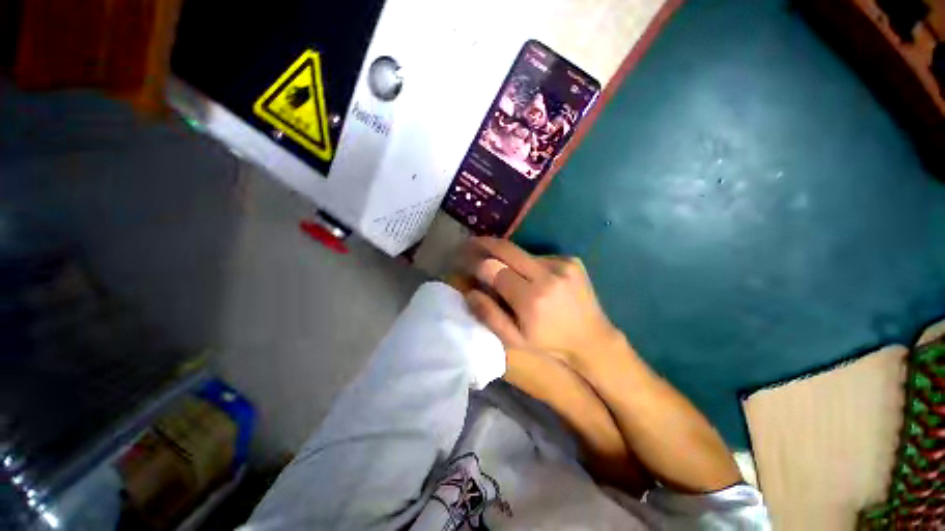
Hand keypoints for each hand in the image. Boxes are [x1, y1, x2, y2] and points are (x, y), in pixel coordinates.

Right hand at [464, 237, 625, 373]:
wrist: (593, 339)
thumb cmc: (550, 343)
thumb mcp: (515, 340)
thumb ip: (489, 316)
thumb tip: (470, 292)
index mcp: (531, 300)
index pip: (494, 270)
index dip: (476, 263)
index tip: (463, 260)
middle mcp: (547, 276)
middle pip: (507, 249)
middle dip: (484, 243)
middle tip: (470, 243)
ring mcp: (562, 264)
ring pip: (522, 253)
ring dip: (508, 259)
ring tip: (503, 270)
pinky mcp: (571, 260)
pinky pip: (538, 257)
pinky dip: (527, 264)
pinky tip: (530, 278)